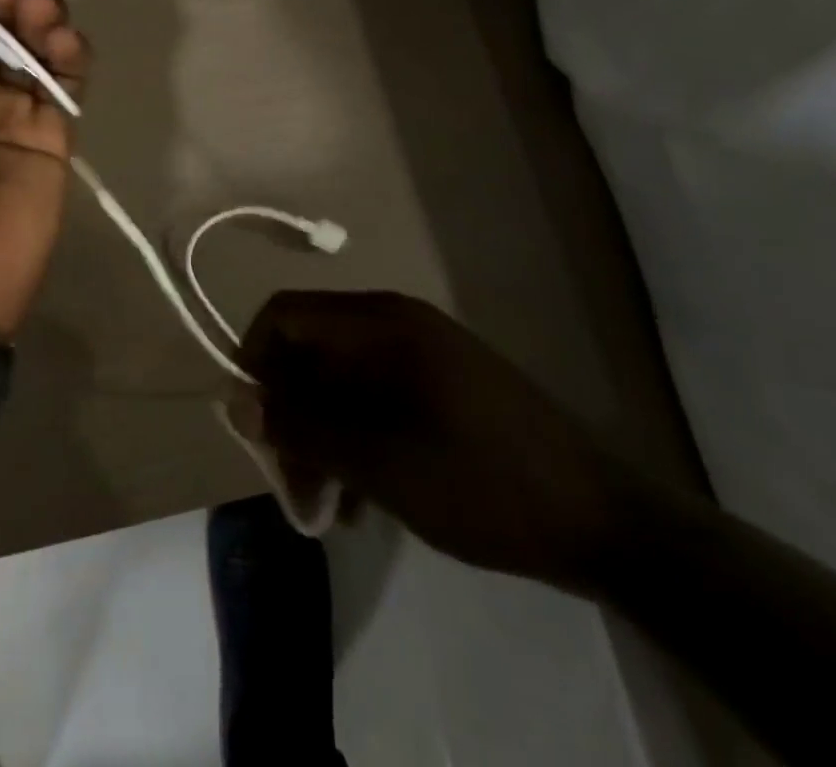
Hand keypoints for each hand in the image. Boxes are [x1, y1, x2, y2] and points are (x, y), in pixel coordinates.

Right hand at [241, 290, 651, 595]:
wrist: (603, 521)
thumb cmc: (478, 481)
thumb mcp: (376, 461)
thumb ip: (299, 425)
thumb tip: (232, 400)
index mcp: (379, 322)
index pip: (284, 315)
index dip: (254, 363)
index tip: (253, 429)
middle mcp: (395, 322)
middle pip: (310, 352)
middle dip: (290, 416)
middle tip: (293, 488)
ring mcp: (422, 353)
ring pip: (339, 382)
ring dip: (320, 436)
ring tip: (325, 507)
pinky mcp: (441, 386)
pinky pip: (374, 399)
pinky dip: (355, 440)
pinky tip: (361, 501)